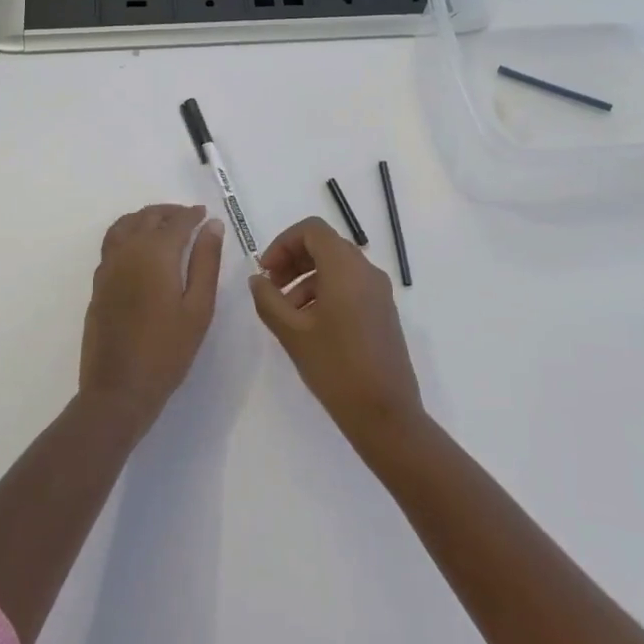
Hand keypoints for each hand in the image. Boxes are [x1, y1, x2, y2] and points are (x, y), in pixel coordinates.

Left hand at [81, 204, 223, 433]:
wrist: (118, 389)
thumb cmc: (167, 351)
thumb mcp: (198, 307)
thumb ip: (206, 261)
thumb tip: (212, 225)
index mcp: (156, 253)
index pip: (177, 222)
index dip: (192, 215)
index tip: (205, 215)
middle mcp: (128, 251)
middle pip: (148, 217)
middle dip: (169, 213)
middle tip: (188, 218)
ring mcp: (108, 266)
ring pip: (125, 225)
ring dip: (145, 218)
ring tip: (163, 226)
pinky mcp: (98, 283)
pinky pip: (112, 242)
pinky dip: (128, 232)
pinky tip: (140, 249)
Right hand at [249, 217, 422, 449]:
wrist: (386, 413)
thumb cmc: (336, 367)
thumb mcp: (292, 333)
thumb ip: (269, 299)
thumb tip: (257, 279)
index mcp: (345, 267)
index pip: (312, 230)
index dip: (283, 243)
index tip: (265, 270)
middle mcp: (366, 270)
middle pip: (325, 245)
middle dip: (293, 260)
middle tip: (271, 287)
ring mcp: (379, 291)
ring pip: (337, 266)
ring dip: (307, 278)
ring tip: (286, 312)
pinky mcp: (383, 311)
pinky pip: (351, 285)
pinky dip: (326, 292)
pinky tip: (310, 325)